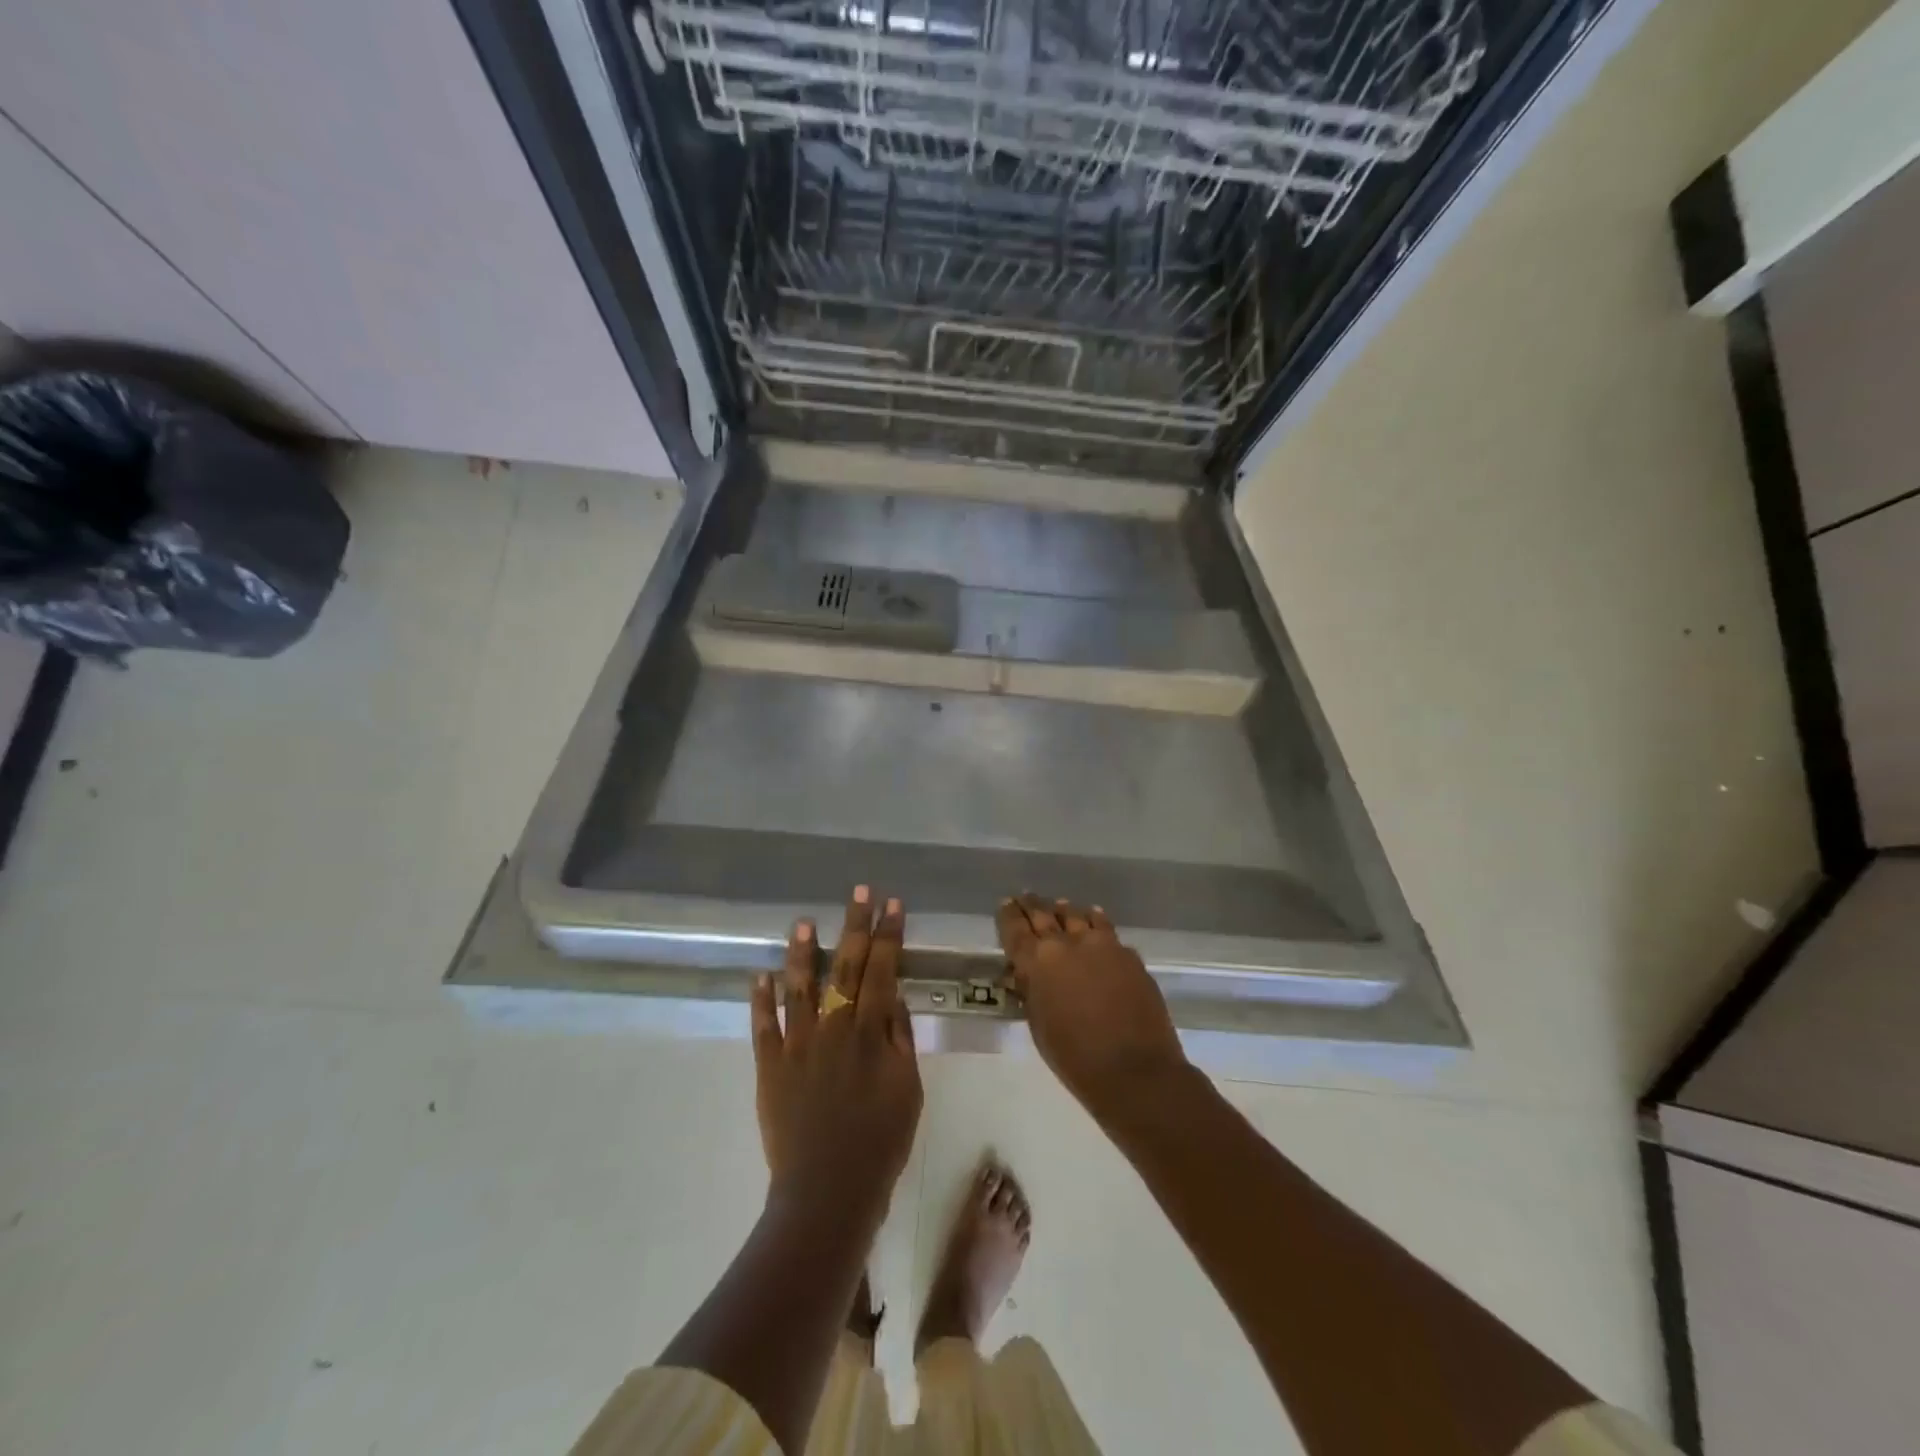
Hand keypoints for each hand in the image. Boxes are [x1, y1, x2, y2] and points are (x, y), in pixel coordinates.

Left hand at [751, 887, 922, 1226]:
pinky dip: (760, 999)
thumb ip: (900, 1039)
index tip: (892, 904)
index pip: (882, 970)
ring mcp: (797, 1044)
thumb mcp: (908, 1089)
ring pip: (799, 987)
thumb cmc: (880, 1142)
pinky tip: (759, 975)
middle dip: (855, 925)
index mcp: (870, 1032)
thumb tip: (892, 996)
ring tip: (802, 922)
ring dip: (801, 952)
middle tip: (859, 892)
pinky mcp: (770, 1066)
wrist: (829, 1191)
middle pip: (845, 966)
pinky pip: (763, 1026)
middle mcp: (833, 1027)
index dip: (888, 935)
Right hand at [997, 894, 1189, 1116]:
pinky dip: (1095, 921)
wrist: (1134, 1070)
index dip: (1008, 914)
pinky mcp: (1128, 953)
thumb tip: (1026, 974)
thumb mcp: (1038, 1026)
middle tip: (1025, 897)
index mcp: (1037, 962)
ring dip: (1065, 910)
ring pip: (1077, 915)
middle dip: (1033, 905)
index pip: (1015, 928)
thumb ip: (1031, 992)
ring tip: (1059, 905)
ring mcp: (1102, 944)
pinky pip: (1106, 928)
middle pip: (1045, 914)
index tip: (1005, 903)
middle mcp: (1067, 943)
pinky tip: (1094, 918)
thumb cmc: (1075, 1058)